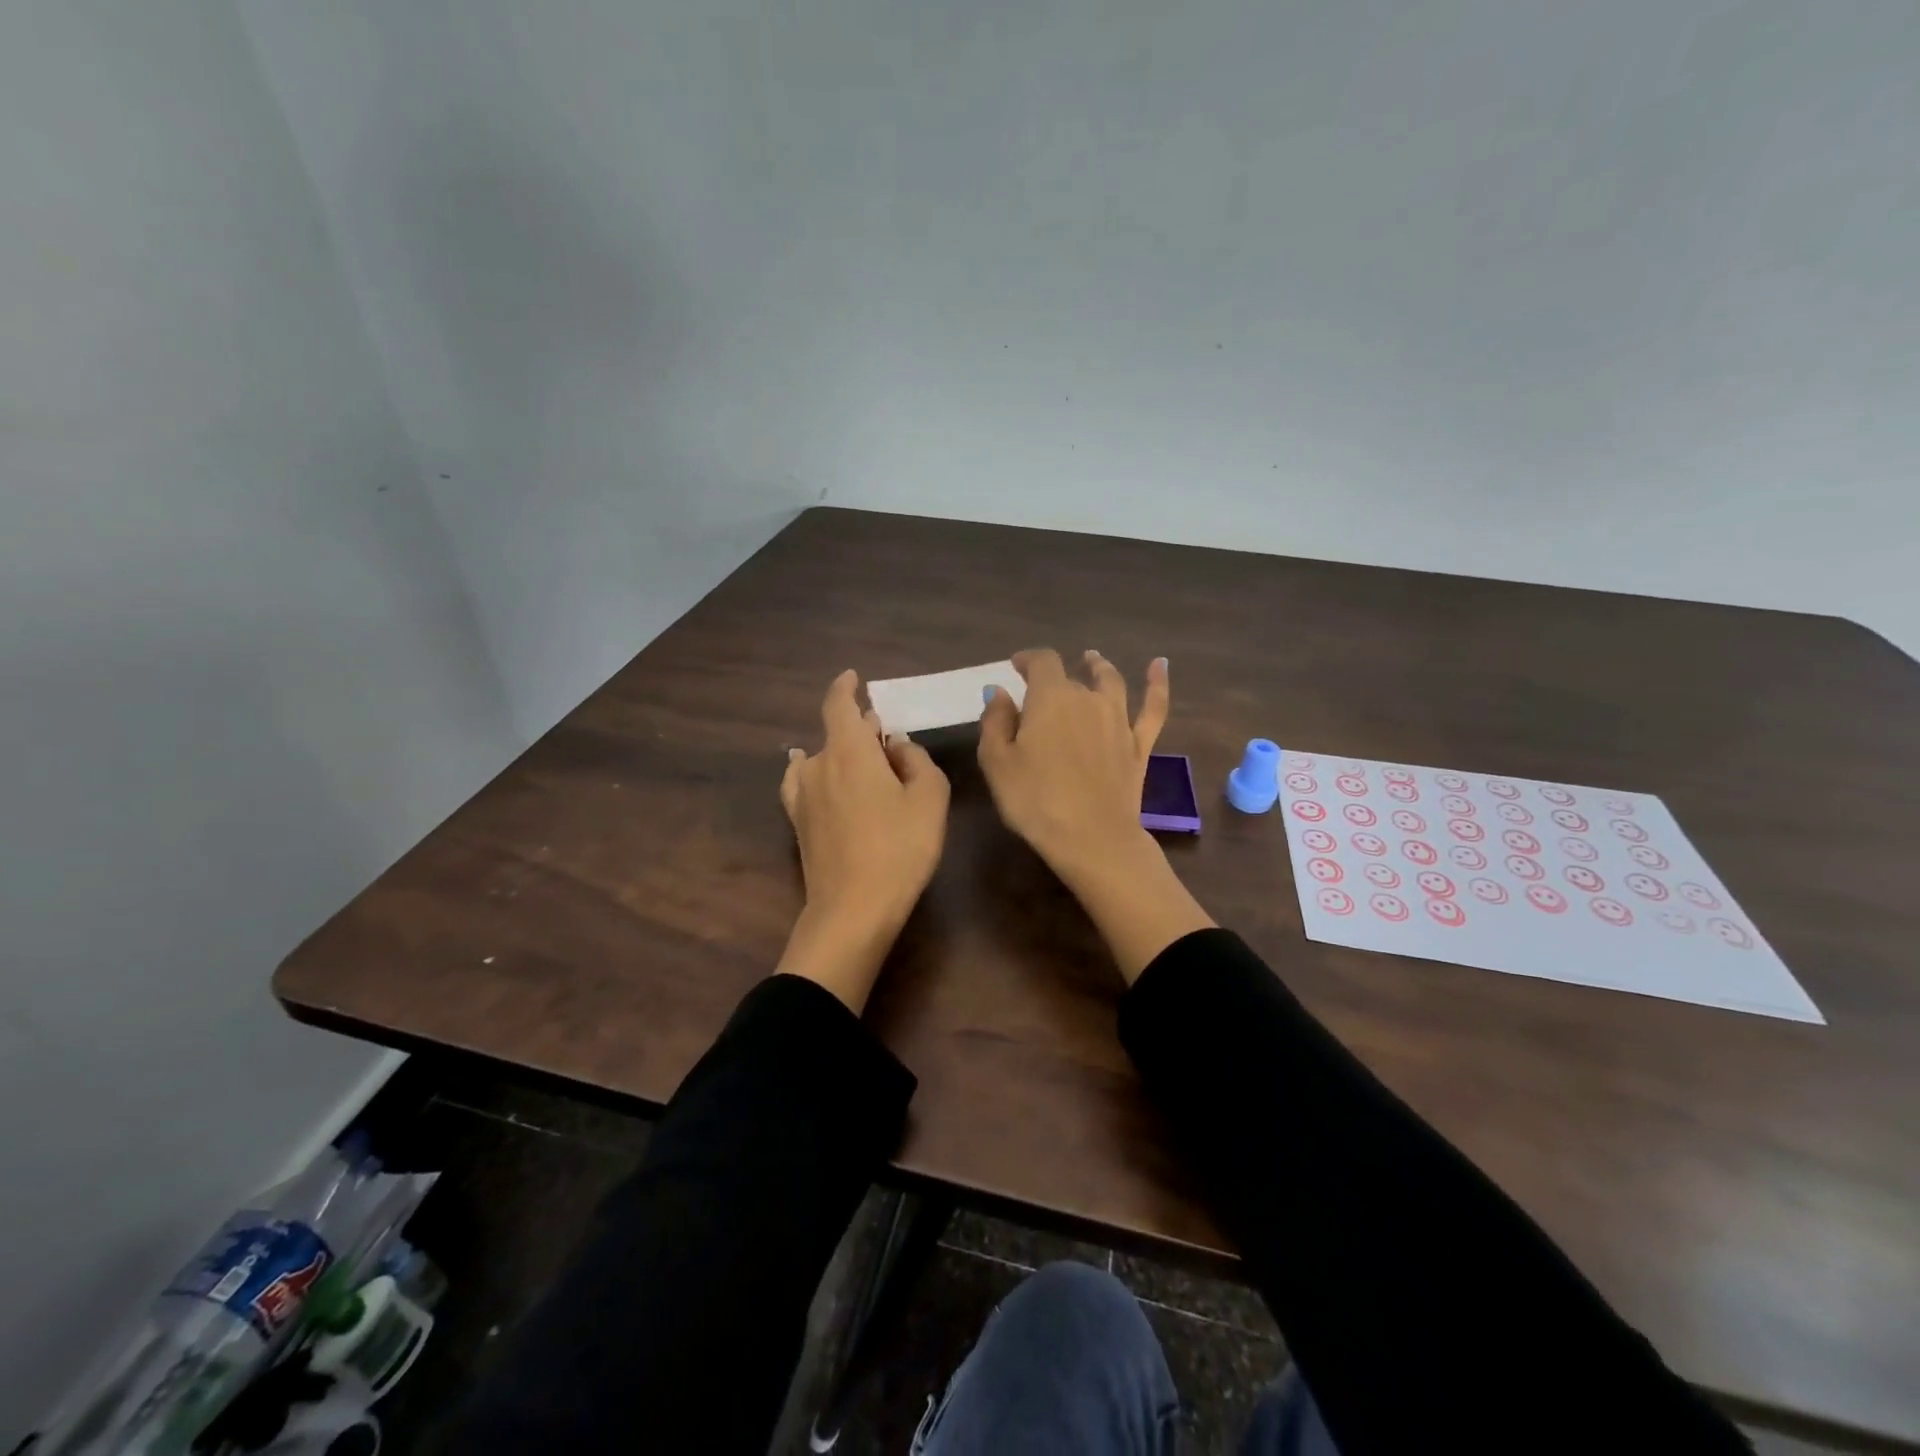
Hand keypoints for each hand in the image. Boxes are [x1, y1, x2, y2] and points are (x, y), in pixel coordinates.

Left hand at [777, 669, 950, 1009]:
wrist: (854, 908)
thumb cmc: (900, 848)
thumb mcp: (929, 798)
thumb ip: (916, 760)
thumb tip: (895, 745)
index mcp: (849, 750)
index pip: (839, 704)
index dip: (846, 687)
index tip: (853, 677)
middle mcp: (818, 764)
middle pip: (836, 733)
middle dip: (860, 729)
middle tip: (887, 740)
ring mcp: (802, 795)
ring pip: (821, 758)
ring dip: (841, 753)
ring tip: (863, 763)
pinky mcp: (798, 822)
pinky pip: (803, 782)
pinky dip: (813, 771)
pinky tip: (812, 773)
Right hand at [978, 648, 1168, 871]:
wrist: (1092, 838)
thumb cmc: (1035, 800)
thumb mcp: (997, 762)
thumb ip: (995, 721)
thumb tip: (1000, 692)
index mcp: (1050, 698)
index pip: (1041, 662)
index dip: (1027, 659)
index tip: (1015, 666)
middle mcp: (1088, 699)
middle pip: (1070, 678)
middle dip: (1053, 681)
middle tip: (1039, 694)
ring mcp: (1119, 720)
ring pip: (1111, 683)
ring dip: (1099, 667)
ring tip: (1092, 660)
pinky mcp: (1139, 745)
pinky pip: (1153, 708)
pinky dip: (1157, 684)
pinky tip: (1160, 665)